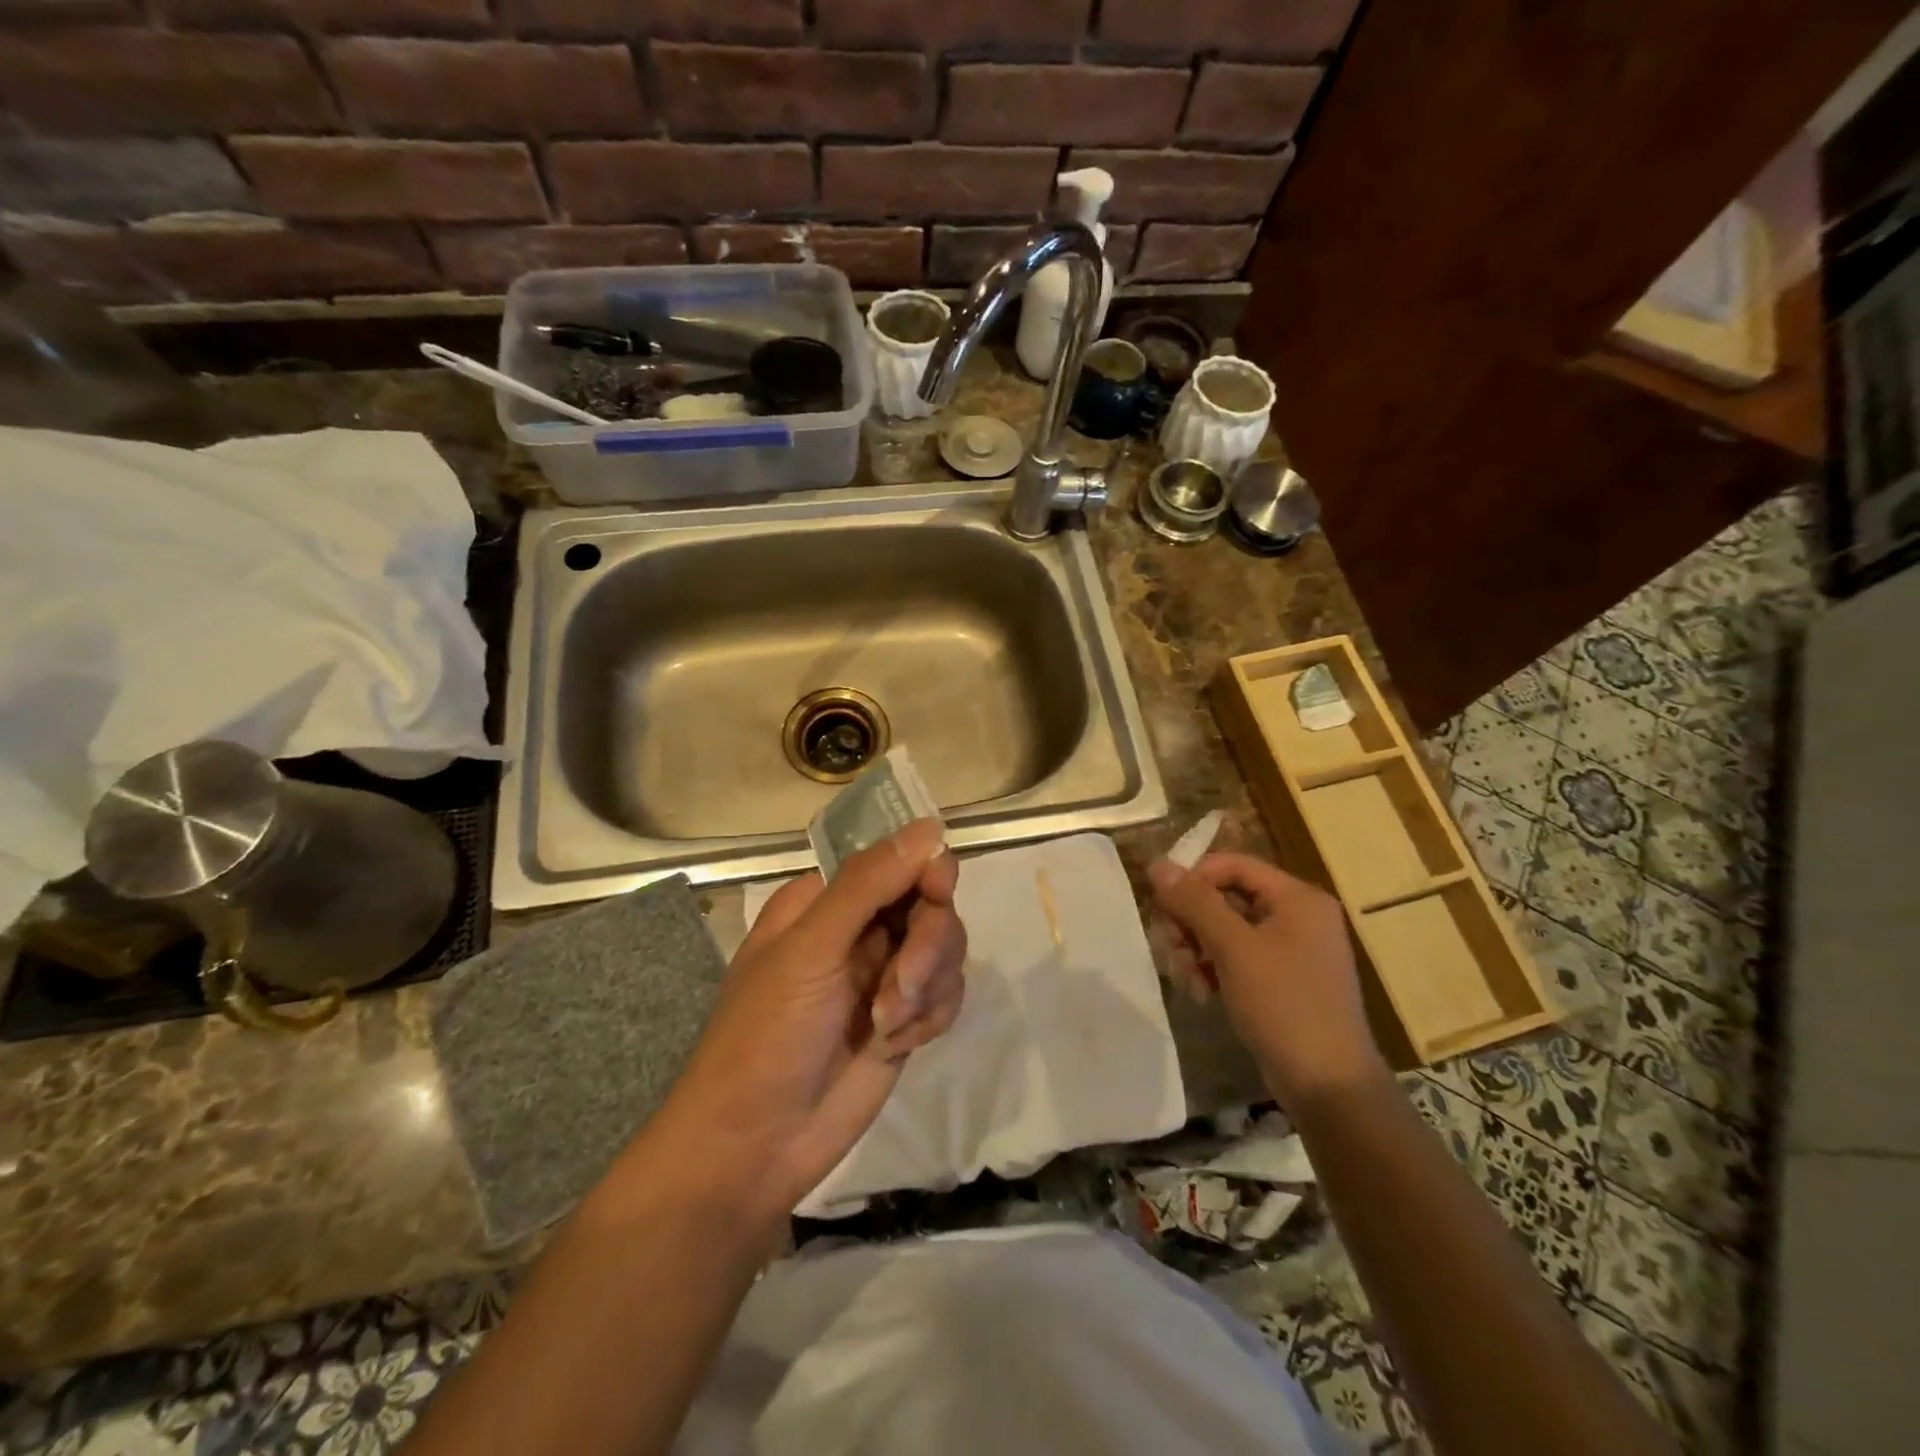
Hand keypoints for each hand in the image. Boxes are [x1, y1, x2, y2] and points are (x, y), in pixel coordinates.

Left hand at [654, 819, 966, 1220]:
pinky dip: (929, 1016)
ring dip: (926, 986)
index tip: (937, 892)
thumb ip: (869, 885)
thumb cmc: (765, 1036)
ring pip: (945, 948)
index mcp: (825, 900)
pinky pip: (946, 993)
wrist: (754, 1148)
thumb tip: (930, 826)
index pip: (896, 859)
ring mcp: (883, 975)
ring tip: (887, 1027)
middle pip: (931, 903)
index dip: (924, 870)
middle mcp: (859, 929)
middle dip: (927, 944)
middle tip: (900, 986)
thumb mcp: (810, 950)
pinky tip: (896, 1045)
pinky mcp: (903, 1018)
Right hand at [1148, 851, 1386, 1107]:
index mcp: (1297, 898)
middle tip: (1170, 949)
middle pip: (1224, 897)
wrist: (1329, 1086)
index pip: (1232, 865)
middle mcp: (1297, 916)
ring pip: (1224, 930)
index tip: (1163, 908)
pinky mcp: (1281, 981)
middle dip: (1190, 922)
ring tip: (1185, 979)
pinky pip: (1235, 958)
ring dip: (1195, 949)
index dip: (1193, 879)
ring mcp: (1290, 950)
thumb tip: (1158, 865)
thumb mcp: (1234, 948)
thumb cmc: (1284, 1005)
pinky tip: (1200, 993)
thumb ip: (1195, 902)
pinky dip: (1212, 969)